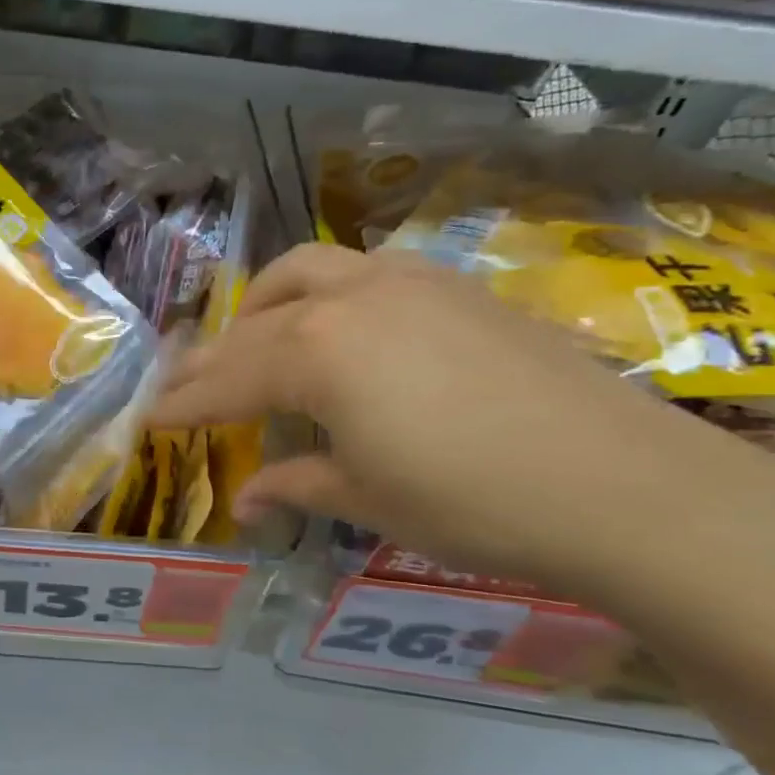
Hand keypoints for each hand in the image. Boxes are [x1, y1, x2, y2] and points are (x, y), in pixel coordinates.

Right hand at [152, 244, 772, 593]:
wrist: (624, 484)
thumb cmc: (475, 501)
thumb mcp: (368, 499)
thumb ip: (296, 486)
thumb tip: (245, 501)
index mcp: (317, 352)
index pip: (227, 379)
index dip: (185, 403)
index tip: (150, 417)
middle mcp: (352, 298)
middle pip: (257, 319)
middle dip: (215, 353)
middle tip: (191, 384)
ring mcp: (408, 282)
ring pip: (310, 272)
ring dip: (268, 307)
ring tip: (258, 343)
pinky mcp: (455, 286)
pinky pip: (365, 273)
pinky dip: (328, 297)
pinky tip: (343, 331)